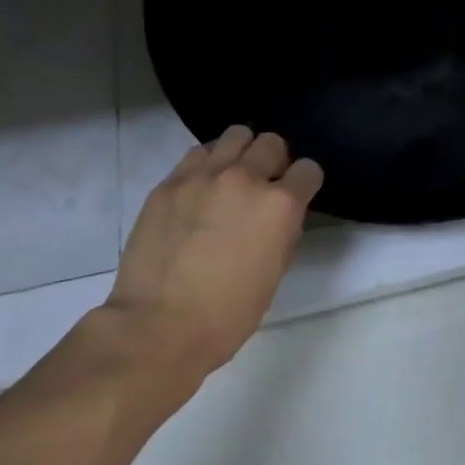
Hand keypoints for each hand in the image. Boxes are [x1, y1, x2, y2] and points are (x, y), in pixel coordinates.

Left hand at [104, 126, 322, 379]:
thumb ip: (283, 233)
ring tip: (230, 178)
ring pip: (235, 136)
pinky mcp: (170, 182)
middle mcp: (246, 178)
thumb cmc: (226, 315)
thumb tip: (278, 218)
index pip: (308, 170)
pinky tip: (200, 189)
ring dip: (240, 153)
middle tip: (262, 185)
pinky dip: (206, 164)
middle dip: (274, 161)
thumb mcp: (274, 275)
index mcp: (280, 205)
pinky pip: (197, 154)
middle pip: (272, 142)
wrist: (157, 328)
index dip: (305, 184)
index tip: (296, 195)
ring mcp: (204, 176)